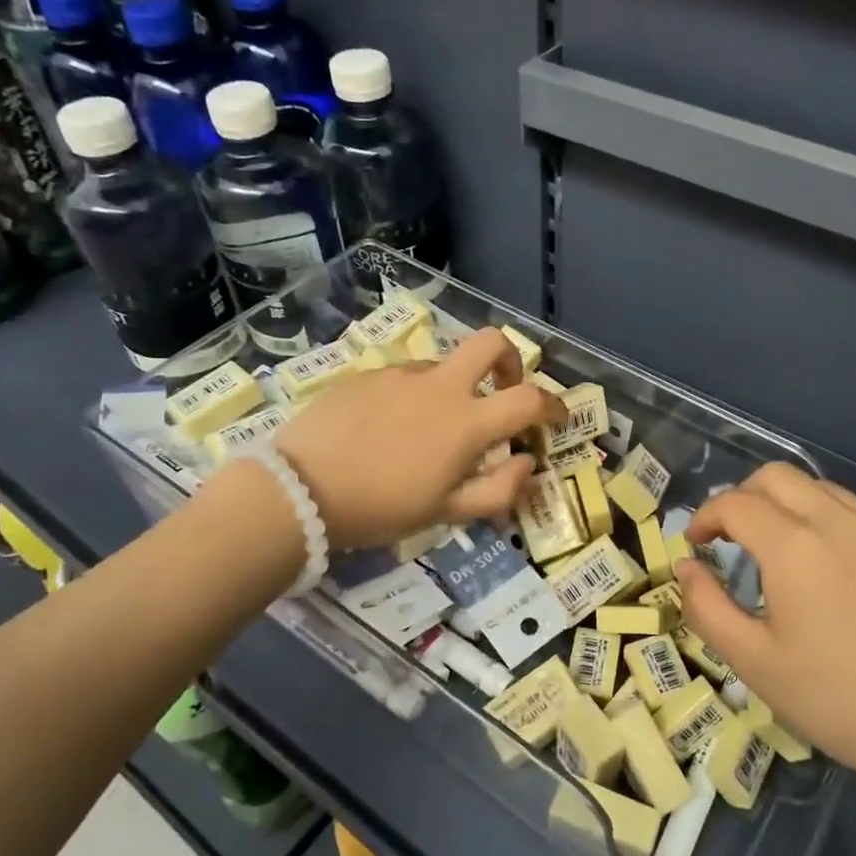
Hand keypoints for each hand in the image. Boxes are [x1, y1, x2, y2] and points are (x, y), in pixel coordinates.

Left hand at [273, 326, 563, 550]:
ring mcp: (400, 375)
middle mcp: (439, 386)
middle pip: (491, 343)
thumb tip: (527, 464)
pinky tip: (390, 429)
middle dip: (510, 360)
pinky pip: (405, 378)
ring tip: (431, 431)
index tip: (556, 419)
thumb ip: (498, 489)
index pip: (529, 399)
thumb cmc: (380, 508)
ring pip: (444, 366)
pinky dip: (415, 397)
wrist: (298, 490)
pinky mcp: (367, 375)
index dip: (554, 406)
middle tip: (503, 390)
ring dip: (455, 389)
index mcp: (466, 422)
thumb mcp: (446, 512)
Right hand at [675, 463, 855, 807]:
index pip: (734, 503)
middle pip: (777, 476)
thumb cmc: (835, 699)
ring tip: (780, 547)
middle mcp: (839, 521)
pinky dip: (831, 524)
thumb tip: (686, 566)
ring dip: (788, 504)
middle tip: (730, 536)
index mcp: (794, 544)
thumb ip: (706, 606)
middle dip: (743, 496)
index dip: (705, 517)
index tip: (695, 543)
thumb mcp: (753, 661)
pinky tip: (835, 570)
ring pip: (822, 489)